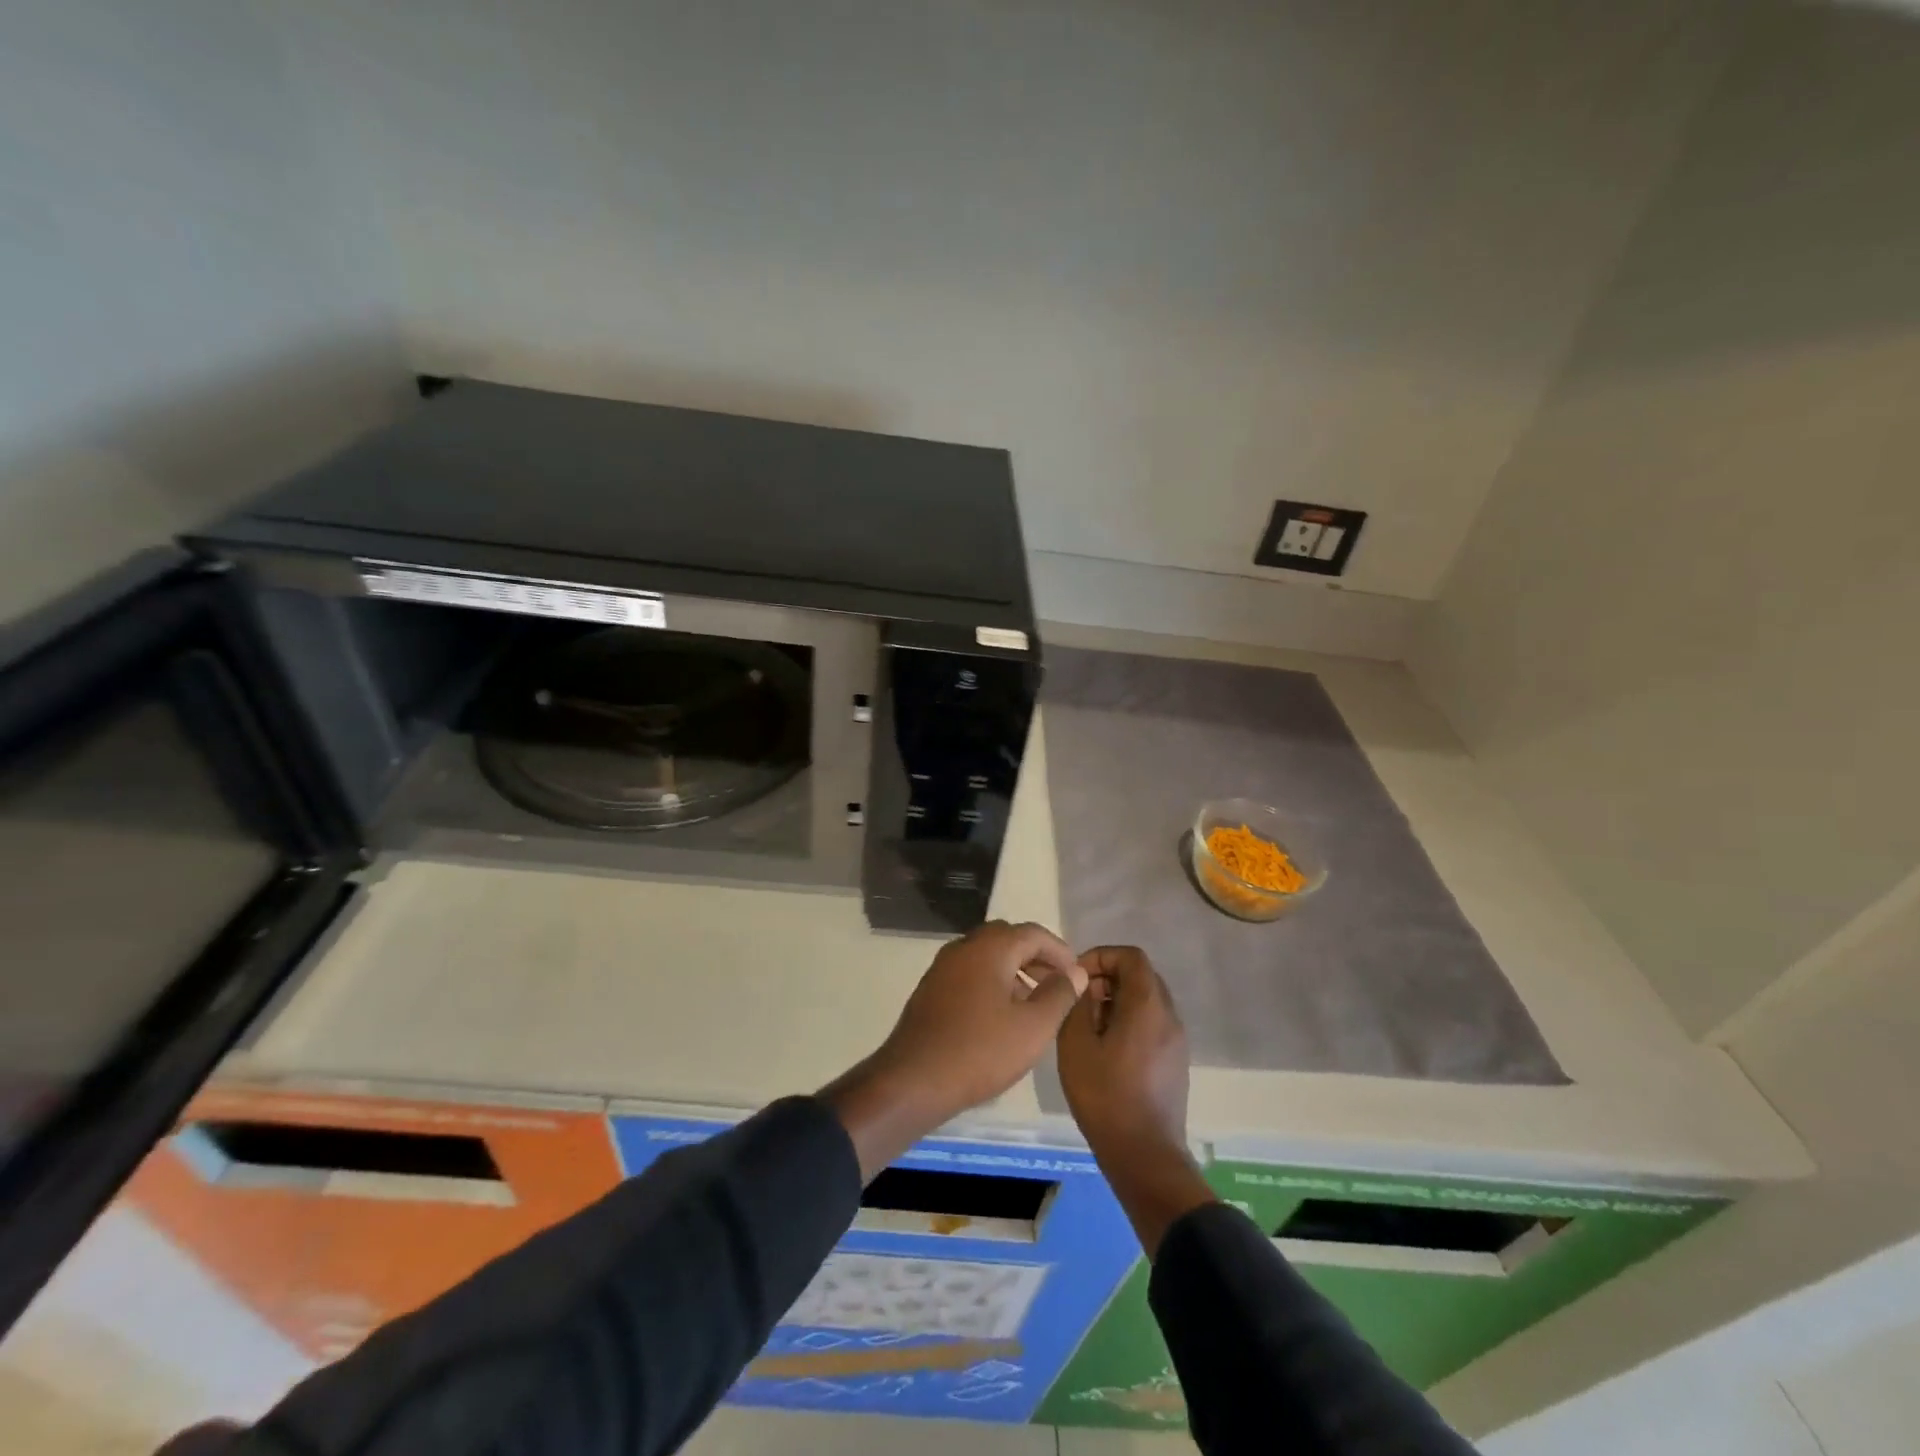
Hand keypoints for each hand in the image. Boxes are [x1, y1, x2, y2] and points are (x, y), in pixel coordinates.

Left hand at [821, 921, 1087, 1180]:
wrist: (914, 1080)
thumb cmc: (980, 1051)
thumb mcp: (1033, 1027)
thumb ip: (1059, 995)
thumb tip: (1074, 972)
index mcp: (989, 947)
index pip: (1033, 933)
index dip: (1060, 951)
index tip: (1077, 975)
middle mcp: (963, 947)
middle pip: (1007, 939)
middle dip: (1036, 957)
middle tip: (1057, 984)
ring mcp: (942, 967)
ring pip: (987, 956)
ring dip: (1014, 970)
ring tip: (1034, 1004)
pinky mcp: (931, 989)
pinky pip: (970, 973)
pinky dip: (992, 982)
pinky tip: (1002, 1016)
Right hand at [1057, 945, 1214, 1256]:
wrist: (1145, 1156)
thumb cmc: (1105, 1096)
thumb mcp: (1076, 1044)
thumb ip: (1079, 1004)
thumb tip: (1086, 987)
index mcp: (1147, 1005)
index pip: (1131, 956)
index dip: (1101, 956)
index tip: (1078, 978)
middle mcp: (1169, 1015)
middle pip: (1141, 976)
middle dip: (1108, 978)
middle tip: (1081, 1001)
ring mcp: (1176, 1040)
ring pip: (1147, 1001)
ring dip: (1118, 1001)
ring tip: (1090, 1027)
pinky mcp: (1175, 1062)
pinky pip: (1153, 1024)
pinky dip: (1129, 1022)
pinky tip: (1107, 1050)